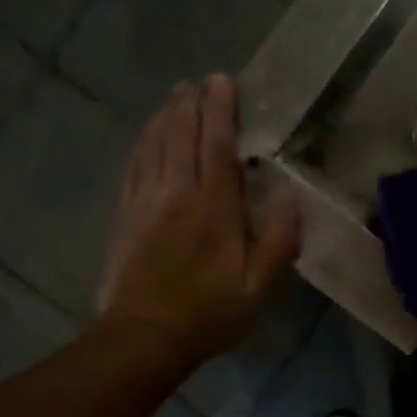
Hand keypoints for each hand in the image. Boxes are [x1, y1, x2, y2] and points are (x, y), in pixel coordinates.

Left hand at [97, 76, 299, 370]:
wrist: (144, 336)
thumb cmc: (208, 313)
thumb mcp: (258, 286)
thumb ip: (277, 241)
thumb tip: (291, 198)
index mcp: (213, 208)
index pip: (218, 146)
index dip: (221, 111)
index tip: (222, 81)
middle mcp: (177, 193)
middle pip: (182, 136)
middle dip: (192, 104)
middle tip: (200, 80)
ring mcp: (145, 201)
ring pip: (154, 145)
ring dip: (165, 116)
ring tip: (175, 95)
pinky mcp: (124, 215)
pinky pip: (133, 166)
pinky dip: (142, 142)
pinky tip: (147, 134)